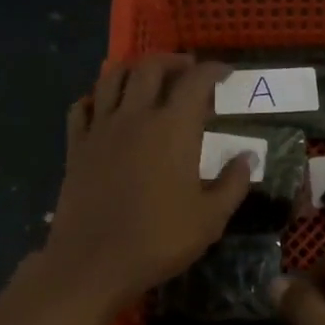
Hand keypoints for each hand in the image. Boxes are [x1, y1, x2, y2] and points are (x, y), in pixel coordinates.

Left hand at [42, 55, 252, 310]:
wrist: (93, 263)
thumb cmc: (158, 240)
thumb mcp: (210, 218)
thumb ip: (233, 183)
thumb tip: (248, 157)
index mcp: (173, 128)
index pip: (195, 81)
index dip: (213, 70)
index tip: (225, 73)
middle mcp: (135, 116)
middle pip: (150, 67)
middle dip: (172, 61)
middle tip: (187, 70)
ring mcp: (101, 129)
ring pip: (112, 78)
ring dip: (133, 69)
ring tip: (147, 78)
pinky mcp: (76, 147)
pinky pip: (81, 107)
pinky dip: (96, 97)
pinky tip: (105, 107)